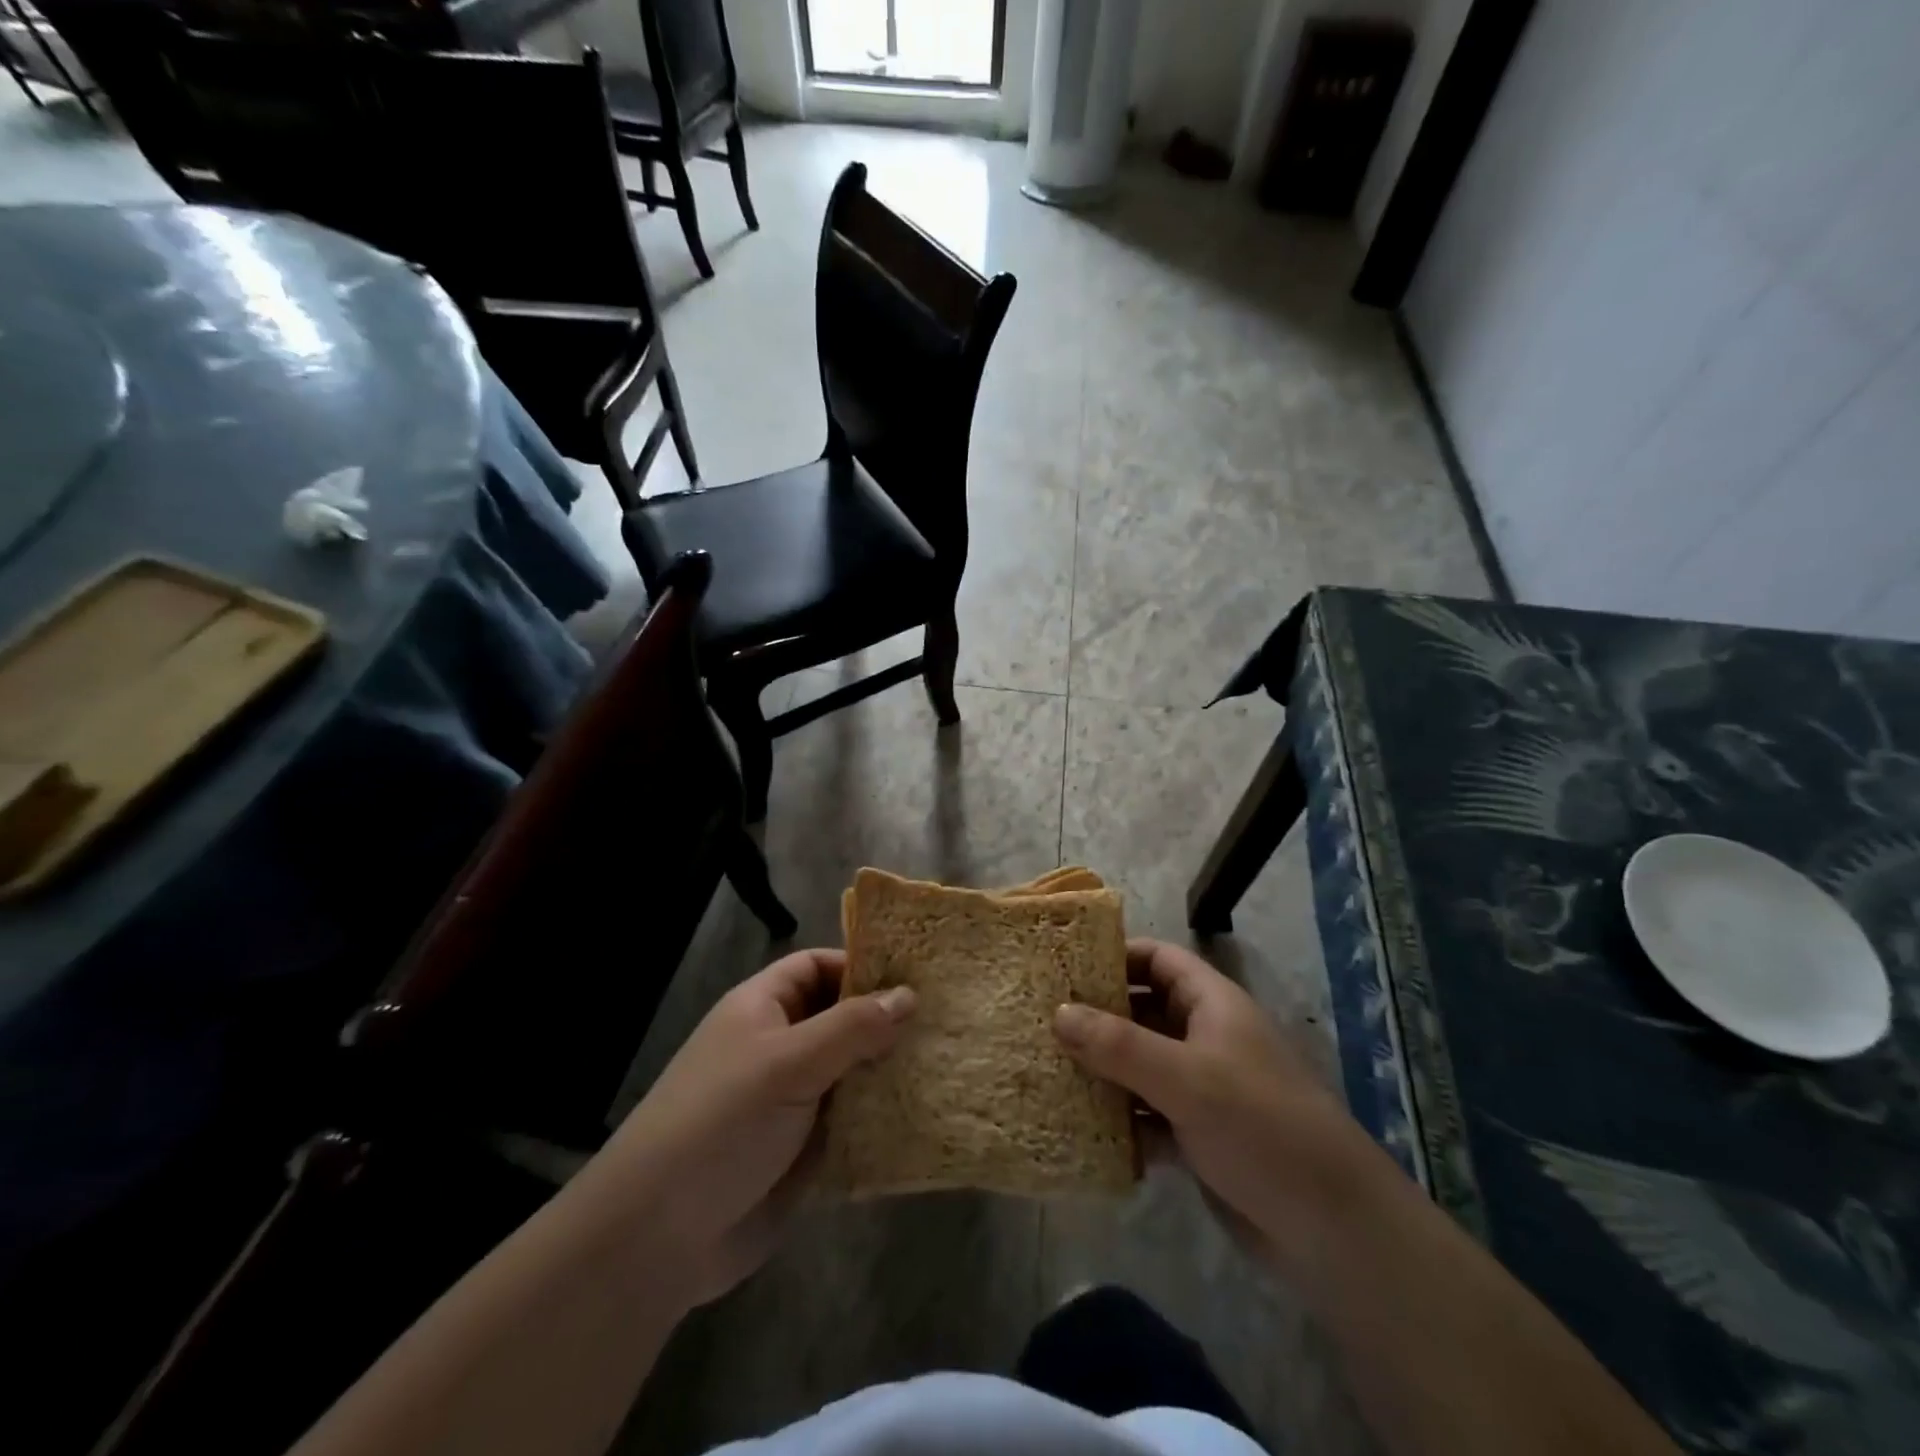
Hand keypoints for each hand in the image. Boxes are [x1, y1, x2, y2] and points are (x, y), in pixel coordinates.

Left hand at [593, 950, 914, 1307]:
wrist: (658, 1237)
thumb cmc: (721, 1122)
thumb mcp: (788, 1062)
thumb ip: (851, 1027)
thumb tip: (908, 995)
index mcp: (763, 1009)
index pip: (817, 967)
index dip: (860, 965)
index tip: (915, 975)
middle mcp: (780, 1047)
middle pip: (840, 1018)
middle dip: (886, 1020)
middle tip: (946, 1019)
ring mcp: (792, 1100)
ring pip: (852, 1071)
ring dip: (890, 1070)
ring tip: (949, 1062)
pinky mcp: (804, 1150)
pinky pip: (853, 1120)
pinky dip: (882, 1117)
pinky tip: (926, 1114)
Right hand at [1053, 938, 1370, 1265]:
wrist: (1333, 1229)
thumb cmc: (1261, 1127)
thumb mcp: (1186, 1078)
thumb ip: (1119, 1045)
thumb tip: (1058, 1012)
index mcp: (1211, 1005)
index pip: (1158, 959)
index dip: (1115, 956)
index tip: (1064, 966)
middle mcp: (1204, 1038)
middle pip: (1142, 1012)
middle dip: (1097, 1017)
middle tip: (1041, 1021)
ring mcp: (1202, 1089)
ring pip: (1140, 1066)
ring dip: (1102, 1072)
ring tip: (1047, 1071)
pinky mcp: (1198, 1136)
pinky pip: (1146, 1116)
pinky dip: (1119, 1121)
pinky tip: (1079, 1129)